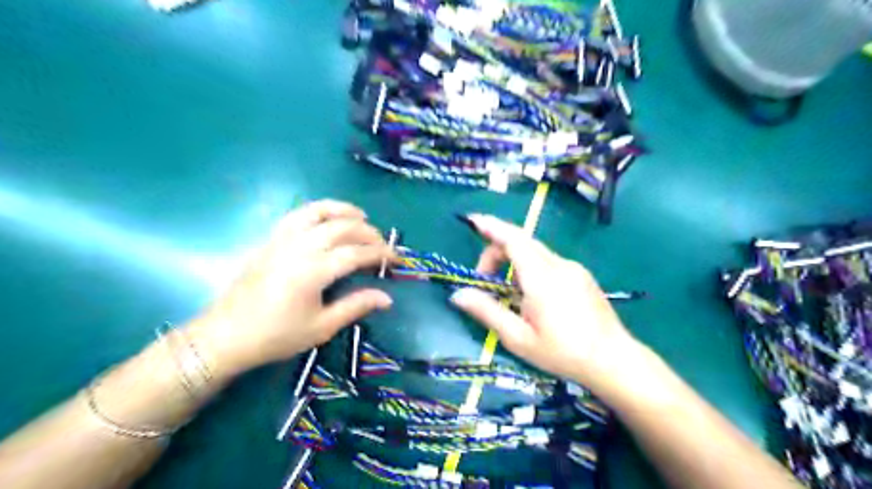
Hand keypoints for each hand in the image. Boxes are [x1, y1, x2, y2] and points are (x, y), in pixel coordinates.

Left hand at [192, 201, 395, 375]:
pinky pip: (297, 215)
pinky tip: (327, 218)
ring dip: (343, 210)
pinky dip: (318, 210)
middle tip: (382, 243)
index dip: (381, 253)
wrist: (226, 336)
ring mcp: (281, 240)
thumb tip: (387, 297)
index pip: (357, 253)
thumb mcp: (321, 327)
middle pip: (341, 227)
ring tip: (361, 216)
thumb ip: (356, 306)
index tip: (397, 258)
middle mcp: (299, 248)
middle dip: (368, 232)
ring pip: (317, 212)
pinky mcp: (270, 239)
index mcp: (313, 271)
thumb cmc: (276, 336)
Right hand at [449, 214, 638, 385]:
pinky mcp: (582, 276)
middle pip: (522, 242)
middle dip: (497, 252)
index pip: (513, 239)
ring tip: (509, 295)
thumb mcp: (518, 338)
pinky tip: (533, 298)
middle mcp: (559, 265)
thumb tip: (458, 295)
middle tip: (484, 280)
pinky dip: (531, 269)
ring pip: (535, 253)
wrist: (614, 361)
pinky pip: (549, 262)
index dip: (491, 227)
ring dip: (514, 263)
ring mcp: (573, 269)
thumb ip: (487, 311)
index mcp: (541, 277)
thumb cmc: (563, 353)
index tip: (473, 220)